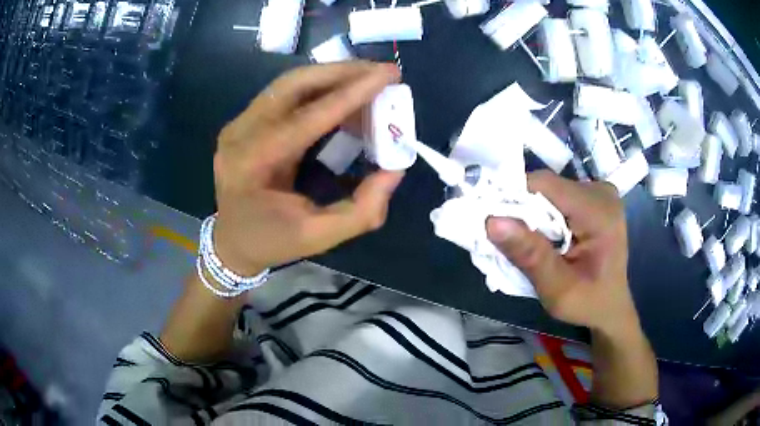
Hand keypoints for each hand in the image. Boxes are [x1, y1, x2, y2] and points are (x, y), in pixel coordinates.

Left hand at [212, 62, 403, 275]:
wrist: (231, 241)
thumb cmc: (272, 241)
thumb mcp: (319, 237)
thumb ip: (361, 210)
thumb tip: (394, 170)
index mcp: (253, 164)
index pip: (308, 117)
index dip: (352, 93)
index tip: (389, 74)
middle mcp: (240, 134)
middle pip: (293, 85)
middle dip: (342, 72)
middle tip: (382, 71)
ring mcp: (238, 124)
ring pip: (288, 83)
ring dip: (331, 75)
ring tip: (367, 77)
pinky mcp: (243, 121)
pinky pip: (283, 93)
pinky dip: (317, 87)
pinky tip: (341, 92)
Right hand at [486, 171, 638, 334]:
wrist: (610, 306)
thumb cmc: (588, 303)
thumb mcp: (557, 289)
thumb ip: (530, 256)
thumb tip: (492, 221)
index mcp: (599, 212)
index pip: (545, 185)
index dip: (513, 196)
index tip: (491, 220)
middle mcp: (601, 192)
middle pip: (546, 187)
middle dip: (522, 210)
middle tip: (508, 241)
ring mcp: (598, 192)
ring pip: (549, 191)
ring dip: (531, 213)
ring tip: (526, 242)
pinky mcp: (593, 198)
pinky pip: (557, 196)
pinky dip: (543, 214)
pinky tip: (543, 236)